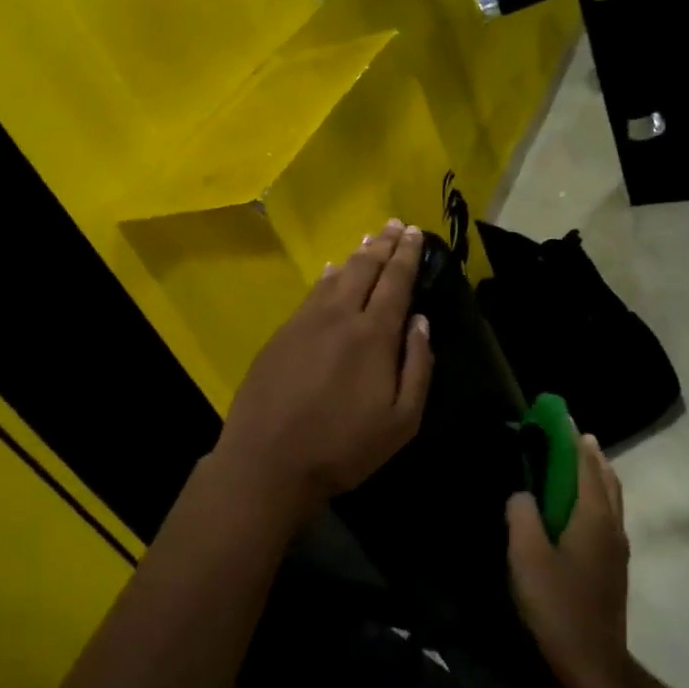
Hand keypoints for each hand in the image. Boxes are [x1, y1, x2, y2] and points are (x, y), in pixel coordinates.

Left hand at [213, 220, 433, 519]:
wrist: (267, 462)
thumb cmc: (343, 447)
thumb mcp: (402, 421)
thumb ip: (418, 367)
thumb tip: (420, 322)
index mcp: (373, 335)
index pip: (395, 282)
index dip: (407, 255)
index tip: (415, 232)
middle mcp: (339, 317)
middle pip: (365, 269)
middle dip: (384, 244)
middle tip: (396, 225)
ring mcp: (305, 323)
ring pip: (336, 277)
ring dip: (356, 256)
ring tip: (369, 240)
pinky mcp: (281, 335)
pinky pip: (311, 294)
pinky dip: (327, 277)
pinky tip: (331, 272)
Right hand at [506, 434, 637, 687]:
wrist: (593, 661)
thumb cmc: (557, 606)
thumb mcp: (527, 558)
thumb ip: (521, 517)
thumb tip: (521, 494)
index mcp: (593, 517)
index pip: (585, 465)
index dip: (572, 439)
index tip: (560, 416)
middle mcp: (612, 524)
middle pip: (605, 477)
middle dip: (588, 453)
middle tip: (568, 435)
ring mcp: (617, 545)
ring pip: (611, 496)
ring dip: (596, 473)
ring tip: (577, 462)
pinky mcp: (614, 563)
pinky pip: (608, 513)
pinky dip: (597, 495)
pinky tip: (580, 506)